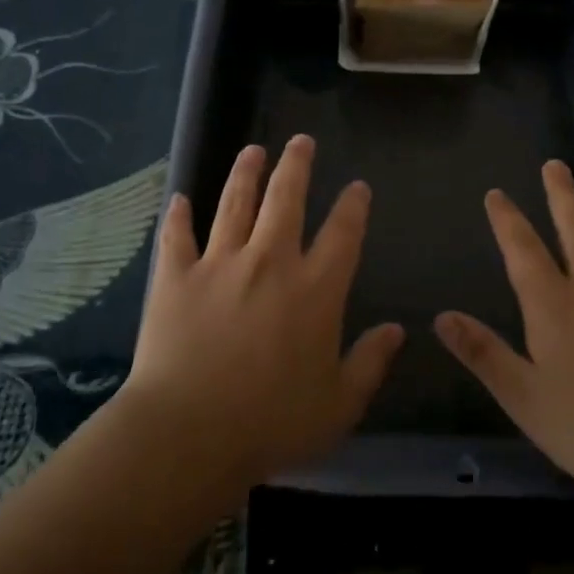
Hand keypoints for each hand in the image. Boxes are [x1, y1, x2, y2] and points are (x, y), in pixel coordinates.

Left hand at [122, 136, 403, 488]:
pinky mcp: (176, 277)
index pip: (343, 234)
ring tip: (252, 150)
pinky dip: (178, 215)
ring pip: (234, 204)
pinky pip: (177, 236)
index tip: (358, 186)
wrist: (190, 433)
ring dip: (244, 173)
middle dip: (296, 165)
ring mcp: (219, 264)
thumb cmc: (272, 423)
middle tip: (301, 140)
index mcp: (315, 290)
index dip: (353, 206)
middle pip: (286, 199)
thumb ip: (370, 363)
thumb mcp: (338, 405)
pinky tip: (178, 198)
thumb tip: (397, 330)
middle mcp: (270, 262)